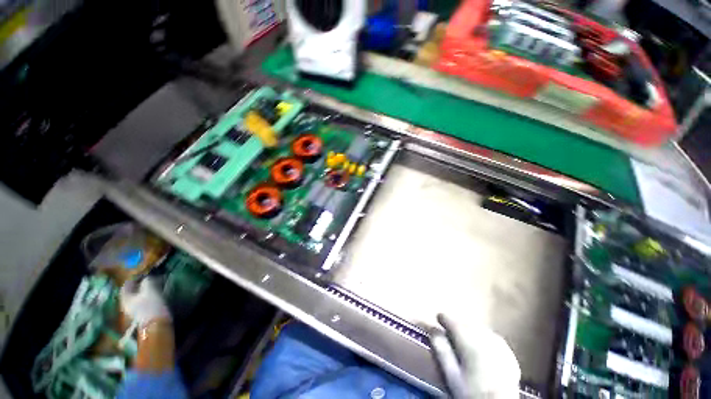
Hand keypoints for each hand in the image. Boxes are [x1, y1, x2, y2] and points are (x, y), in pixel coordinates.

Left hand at [120, 277, 170, 326]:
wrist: (156, 325)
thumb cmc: (150, 305)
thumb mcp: (150, 289)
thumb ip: (147, 281)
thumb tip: (148, 276)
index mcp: (125, 298)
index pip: (126, 285)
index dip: (134, 278)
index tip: (143, 272)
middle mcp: (126, 304)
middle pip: (132, 292)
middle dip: (140, 284)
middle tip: (150, 278)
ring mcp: (134, 310)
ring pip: (138, 297)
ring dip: (145, 290)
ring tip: (155, 285)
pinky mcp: (142, 314)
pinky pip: (143, 302)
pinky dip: (148, 296)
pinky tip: (155, 294)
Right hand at [430, 314, 520, 398]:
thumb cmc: (471, 392)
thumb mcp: (451, 374)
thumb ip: (441, 350)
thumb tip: (432, 329)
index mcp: (469, 341)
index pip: (452, 321)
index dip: (443, 319)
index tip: (437, 320)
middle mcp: (484, 337)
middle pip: (465, 323)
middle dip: (456, 325)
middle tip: (448, 332)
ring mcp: (499, 344)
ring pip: (478, 328)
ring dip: (469, 329)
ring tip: (463, 338)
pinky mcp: (508, 352)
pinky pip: (491, 336)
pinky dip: (482, 337)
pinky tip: (480, 346)